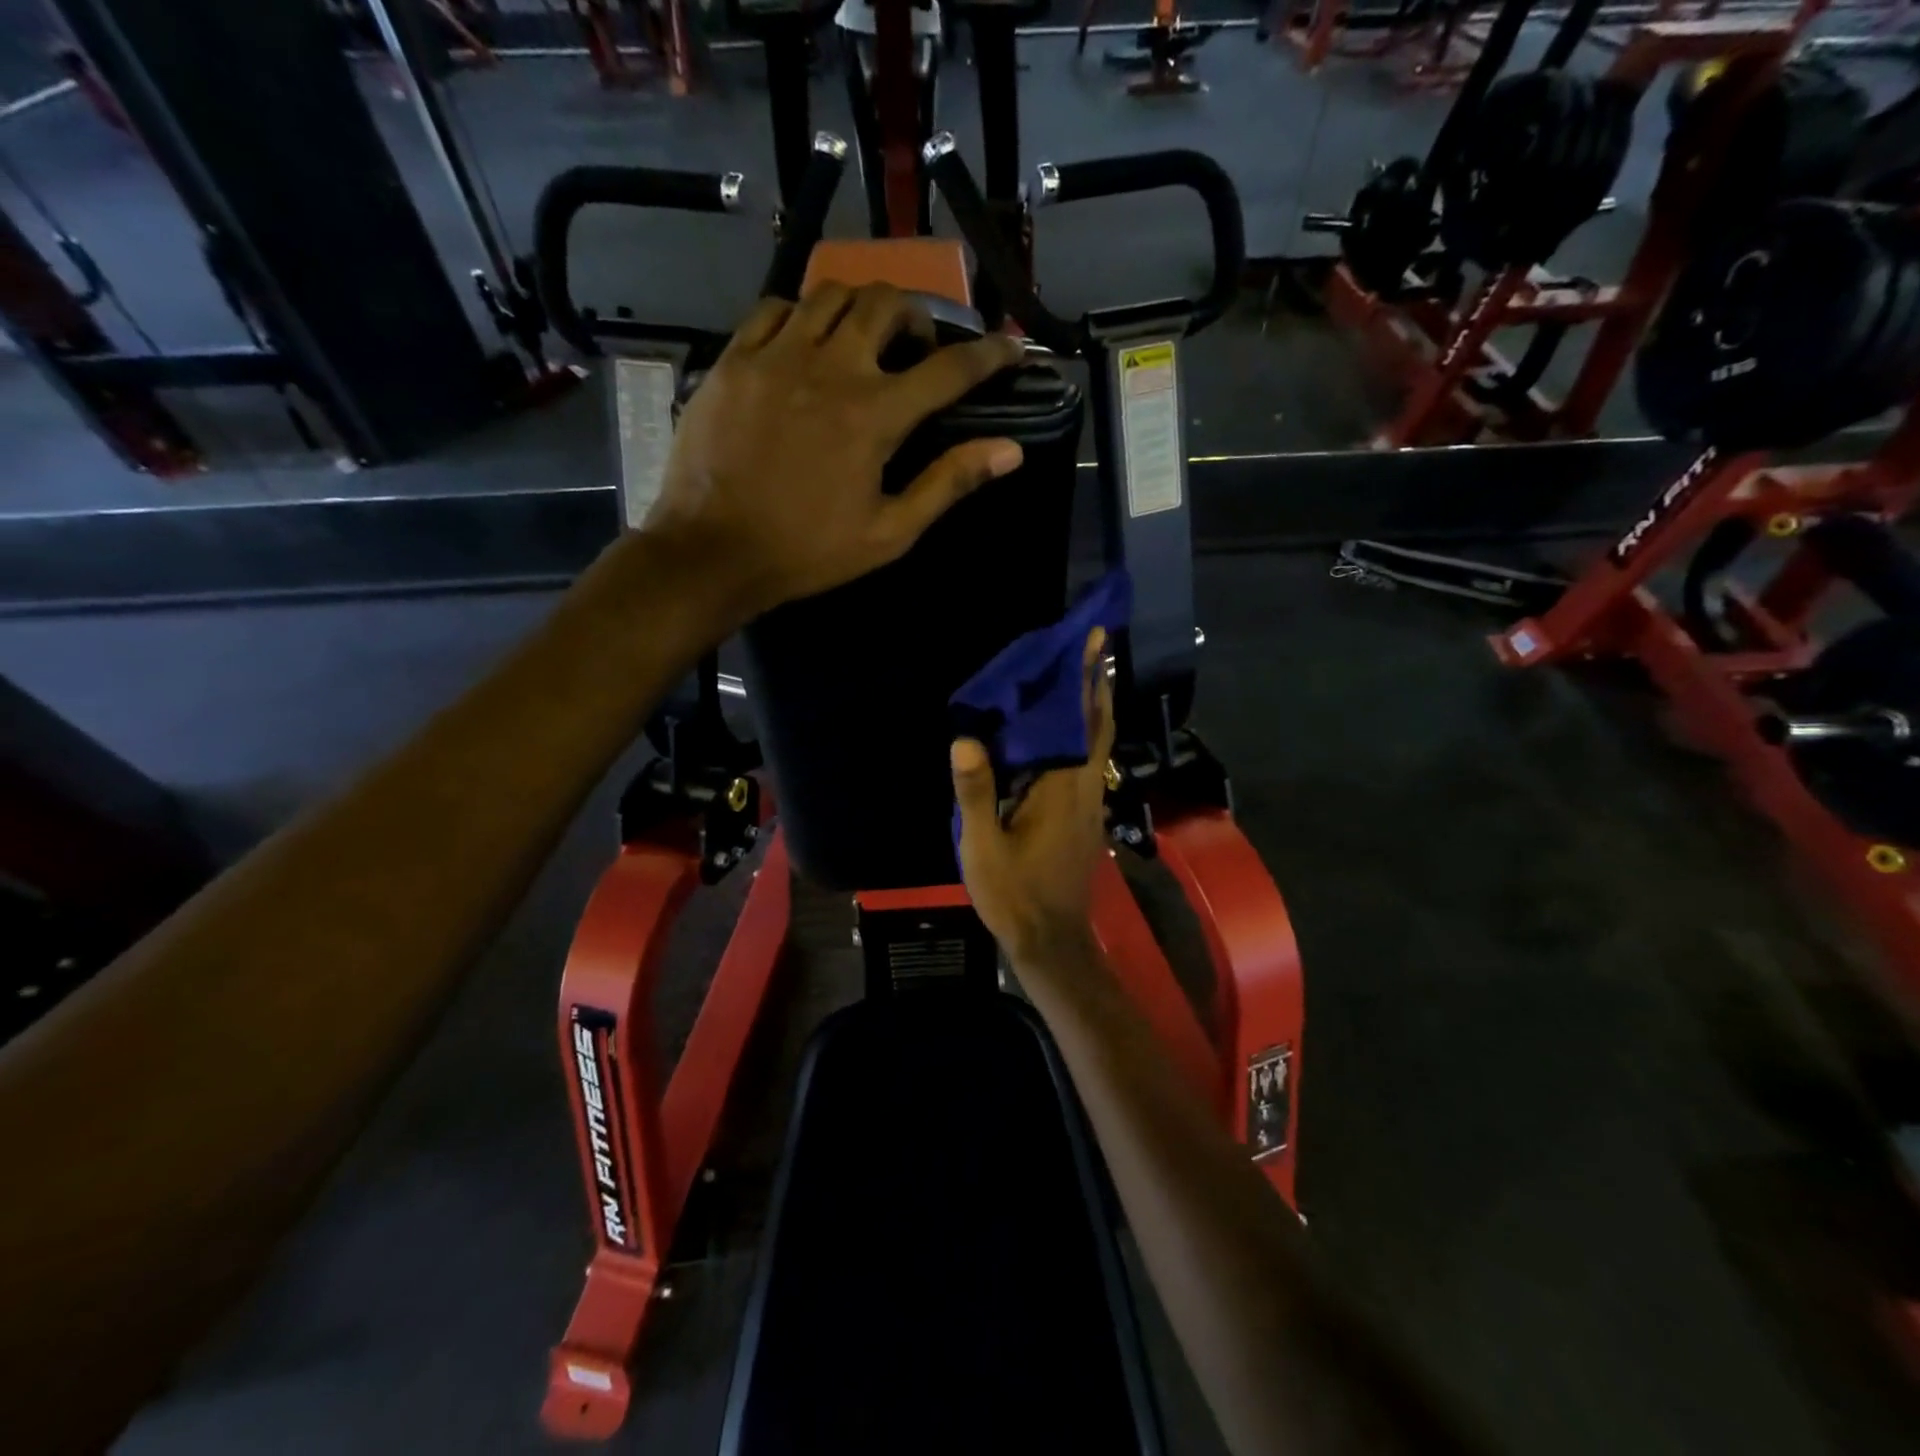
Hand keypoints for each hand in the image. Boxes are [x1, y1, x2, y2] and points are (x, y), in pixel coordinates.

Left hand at [643, 282, 1025, 624]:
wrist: (714, 551)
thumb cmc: (808, 551)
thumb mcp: (889, 532)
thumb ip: (949, 483)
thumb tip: (1010, 451)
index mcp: (875, 414)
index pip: (949, 368)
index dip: (989, 355)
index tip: (1010, 348)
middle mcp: (831, 367)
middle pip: (887, 303)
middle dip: (917, 316)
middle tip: (917, 348)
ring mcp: (777, 355)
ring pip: (831, 294)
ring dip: (862, 308)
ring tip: (863, 340)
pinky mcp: (734, 358)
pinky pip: (776, 308)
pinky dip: (804, 315)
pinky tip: (805, 344)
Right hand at [951, 628, 1115, 962]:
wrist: (1051, 940)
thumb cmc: (1014, 893)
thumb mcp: (983, 847)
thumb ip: (975, 793)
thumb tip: (966, 739)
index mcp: (1062, 789)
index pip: (1079, 722)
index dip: (1087, 680)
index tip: (1094, 640)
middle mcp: (1085, 788)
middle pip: (1099, 725)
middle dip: (1098, 683)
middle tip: (1095, 644)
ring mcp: (1090, 804)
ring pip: (1098, 744)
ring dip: (1094, 706)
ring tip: (1083, 674)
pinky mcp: (1086, 817)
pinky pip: (1089, 762)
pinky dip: (1085, 734)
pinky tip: (1066, 731)